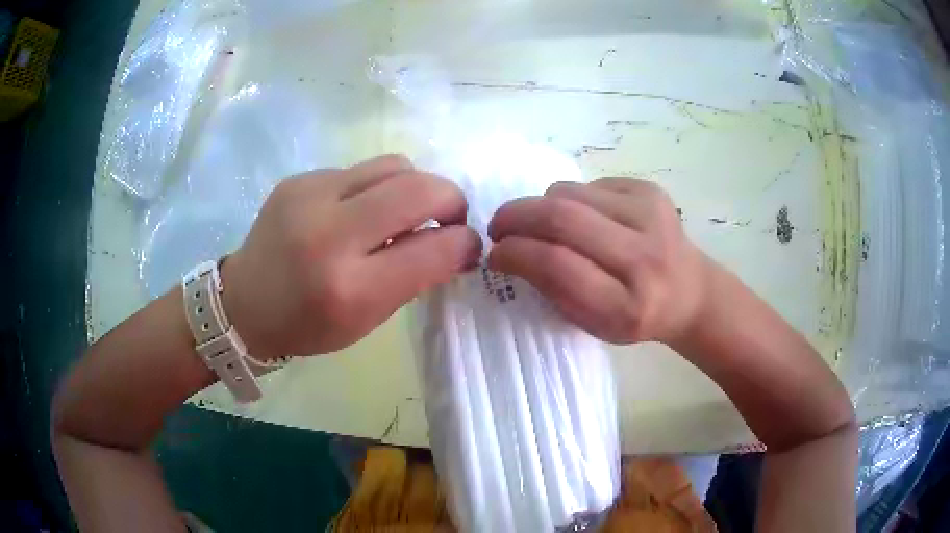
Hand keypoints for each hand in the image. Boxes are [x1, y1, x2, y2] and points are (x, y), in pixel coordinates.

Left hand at [221, 155, 481, 359]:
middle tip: (450, 218)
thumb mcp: (366, 319)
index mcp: (350, 288)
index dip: (465, 243)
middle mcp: (330, 233)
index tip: (469, 245)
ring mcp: (310, 195)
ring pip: (395, 165)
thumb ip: (413, 277)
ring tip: (406, 211)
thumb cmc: (307, 325)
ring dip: (416, 187)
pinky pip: (361, 170)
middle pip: (419, 188)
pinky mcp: (300, 178)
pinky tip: (360, 210)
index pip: (434, 249)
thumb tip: (454, 241)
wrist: (243, 303)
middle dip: (451, 200)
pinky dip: (377, 188)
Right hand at [487, 178, 708, 345]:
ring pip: (570, 193)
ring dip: (540, 205)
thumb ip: (551, 288)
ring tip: (538, 223)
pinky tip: (581, 217)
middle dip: (516, 216)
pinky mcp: (651, 190)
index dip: (515, 253)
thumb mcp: (592, 322)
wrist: (690, 292)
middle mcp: (644, 256)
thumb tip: (510, 249)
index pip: (556, 264)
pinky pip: (589, 185)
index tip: (495, 253)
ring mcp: (652, 216)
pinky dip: (570, 198)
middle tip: (498, 226)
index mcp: (626, 305)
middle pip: (561, 218)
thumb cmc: (635, 316)